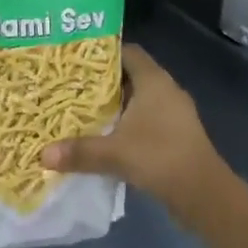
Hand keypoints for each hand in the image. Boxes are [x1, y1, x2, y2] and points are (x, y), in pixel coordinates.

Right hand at [41, 44, 225, 216]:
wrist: (205, 195)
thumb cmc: (160, 157)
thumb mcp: (115, 153)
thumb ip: (80, 151)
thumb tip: (43, 154)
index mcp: (153, 80)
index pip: (127, 52)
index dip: (104, 54)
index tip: (77, 61)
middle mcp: (166, 89)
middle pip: (131, 75)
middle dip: (104, 82)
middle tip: (73, 86)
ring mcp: (175, 113)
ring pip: (140, 99)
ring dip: (117, 105)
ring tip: (85, 111)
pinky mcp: (178, 135)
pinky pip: (148, 119)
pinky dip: (129, 124)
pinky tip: (109, 137)